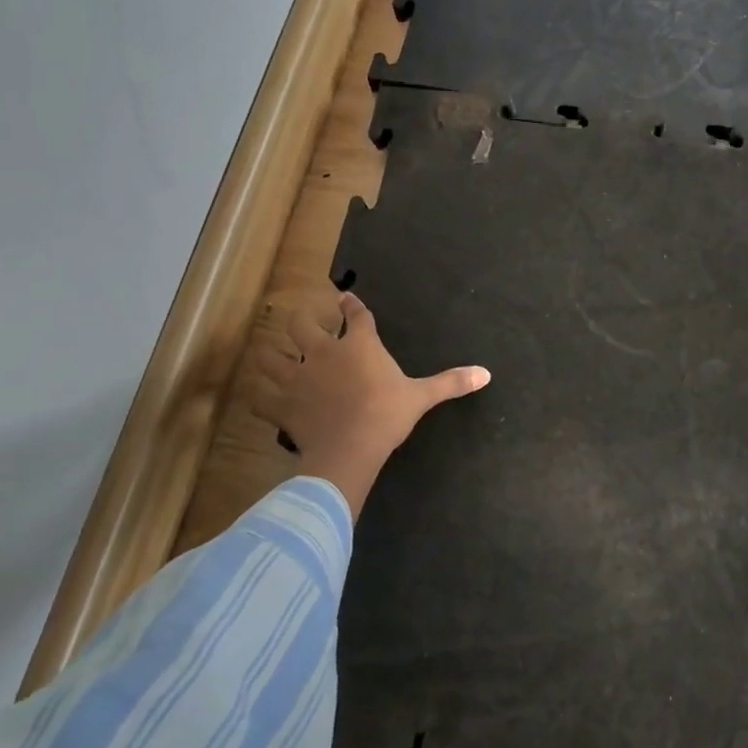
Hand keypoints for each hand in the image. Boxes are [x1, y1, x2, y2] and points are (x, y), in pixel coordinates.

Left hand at [253, 290, 489, 520]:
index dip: (351, 305)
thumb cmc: (387, 415)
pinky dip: (260, 395)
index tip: (346, 298)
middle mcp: (323, 352)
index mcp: (359, 345)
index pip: (356, 316)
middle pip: (302, 324)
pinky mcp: (282, 404)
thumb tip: (486, 373)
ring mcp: (297, 377)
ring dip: (271, 353)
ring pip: (271, 355)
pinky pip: (261, 396)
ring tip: (274, 354)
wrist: (350, 448)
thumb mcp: (421, 397)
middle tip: (306, 322)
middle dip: (302, 319)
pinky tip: (263, 395)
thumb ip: (450, 382)